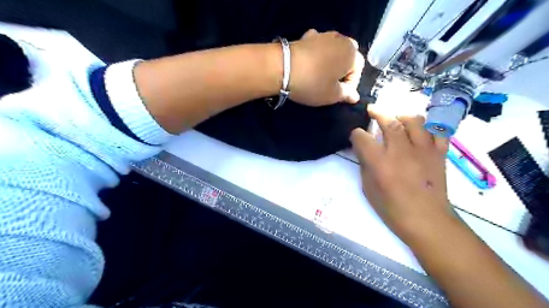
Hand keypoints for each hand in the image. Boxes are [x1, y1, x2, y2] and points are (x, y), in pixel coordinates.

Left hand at [288, 29, 363, 105]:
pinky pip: (318, 46)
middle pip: (348, 56)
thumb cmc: (313, 84)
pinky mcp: (307, 37)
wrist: (283, 68)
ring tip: (322, 75)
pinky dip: (318, 53)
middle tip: (332, 84)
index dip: (350, 86)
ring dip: (331, 62)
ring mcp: (323, 35)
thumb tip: (355, 96)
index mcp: (352, 54)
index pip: (358, 71)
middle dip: (343, 70)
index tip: (340, 96)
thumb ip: (346, 94)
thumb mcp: (332, 95)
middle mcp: (341, 40)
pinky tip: (311, 62)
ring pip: (334, 49)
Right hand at [350, 106, 452, 239]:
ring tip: (397, 119)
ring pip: (414, 120)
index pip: (362, 137)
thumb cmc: (392, 208)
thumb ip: (365, 165)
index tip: (356, 136)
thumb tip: (364, 150)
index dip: (356, 134)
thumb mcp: (368, 188)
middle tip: (372, 110)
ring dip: (402, 116)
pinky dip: (427, 127)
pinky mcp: (439, 153)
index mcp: (379, 162)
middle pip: (389, 121)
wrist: (427, 220)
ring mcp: (423, 150)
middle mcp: (401, 151)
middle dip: (378, 113)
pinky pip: (437, 131)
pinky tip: (420, 130)